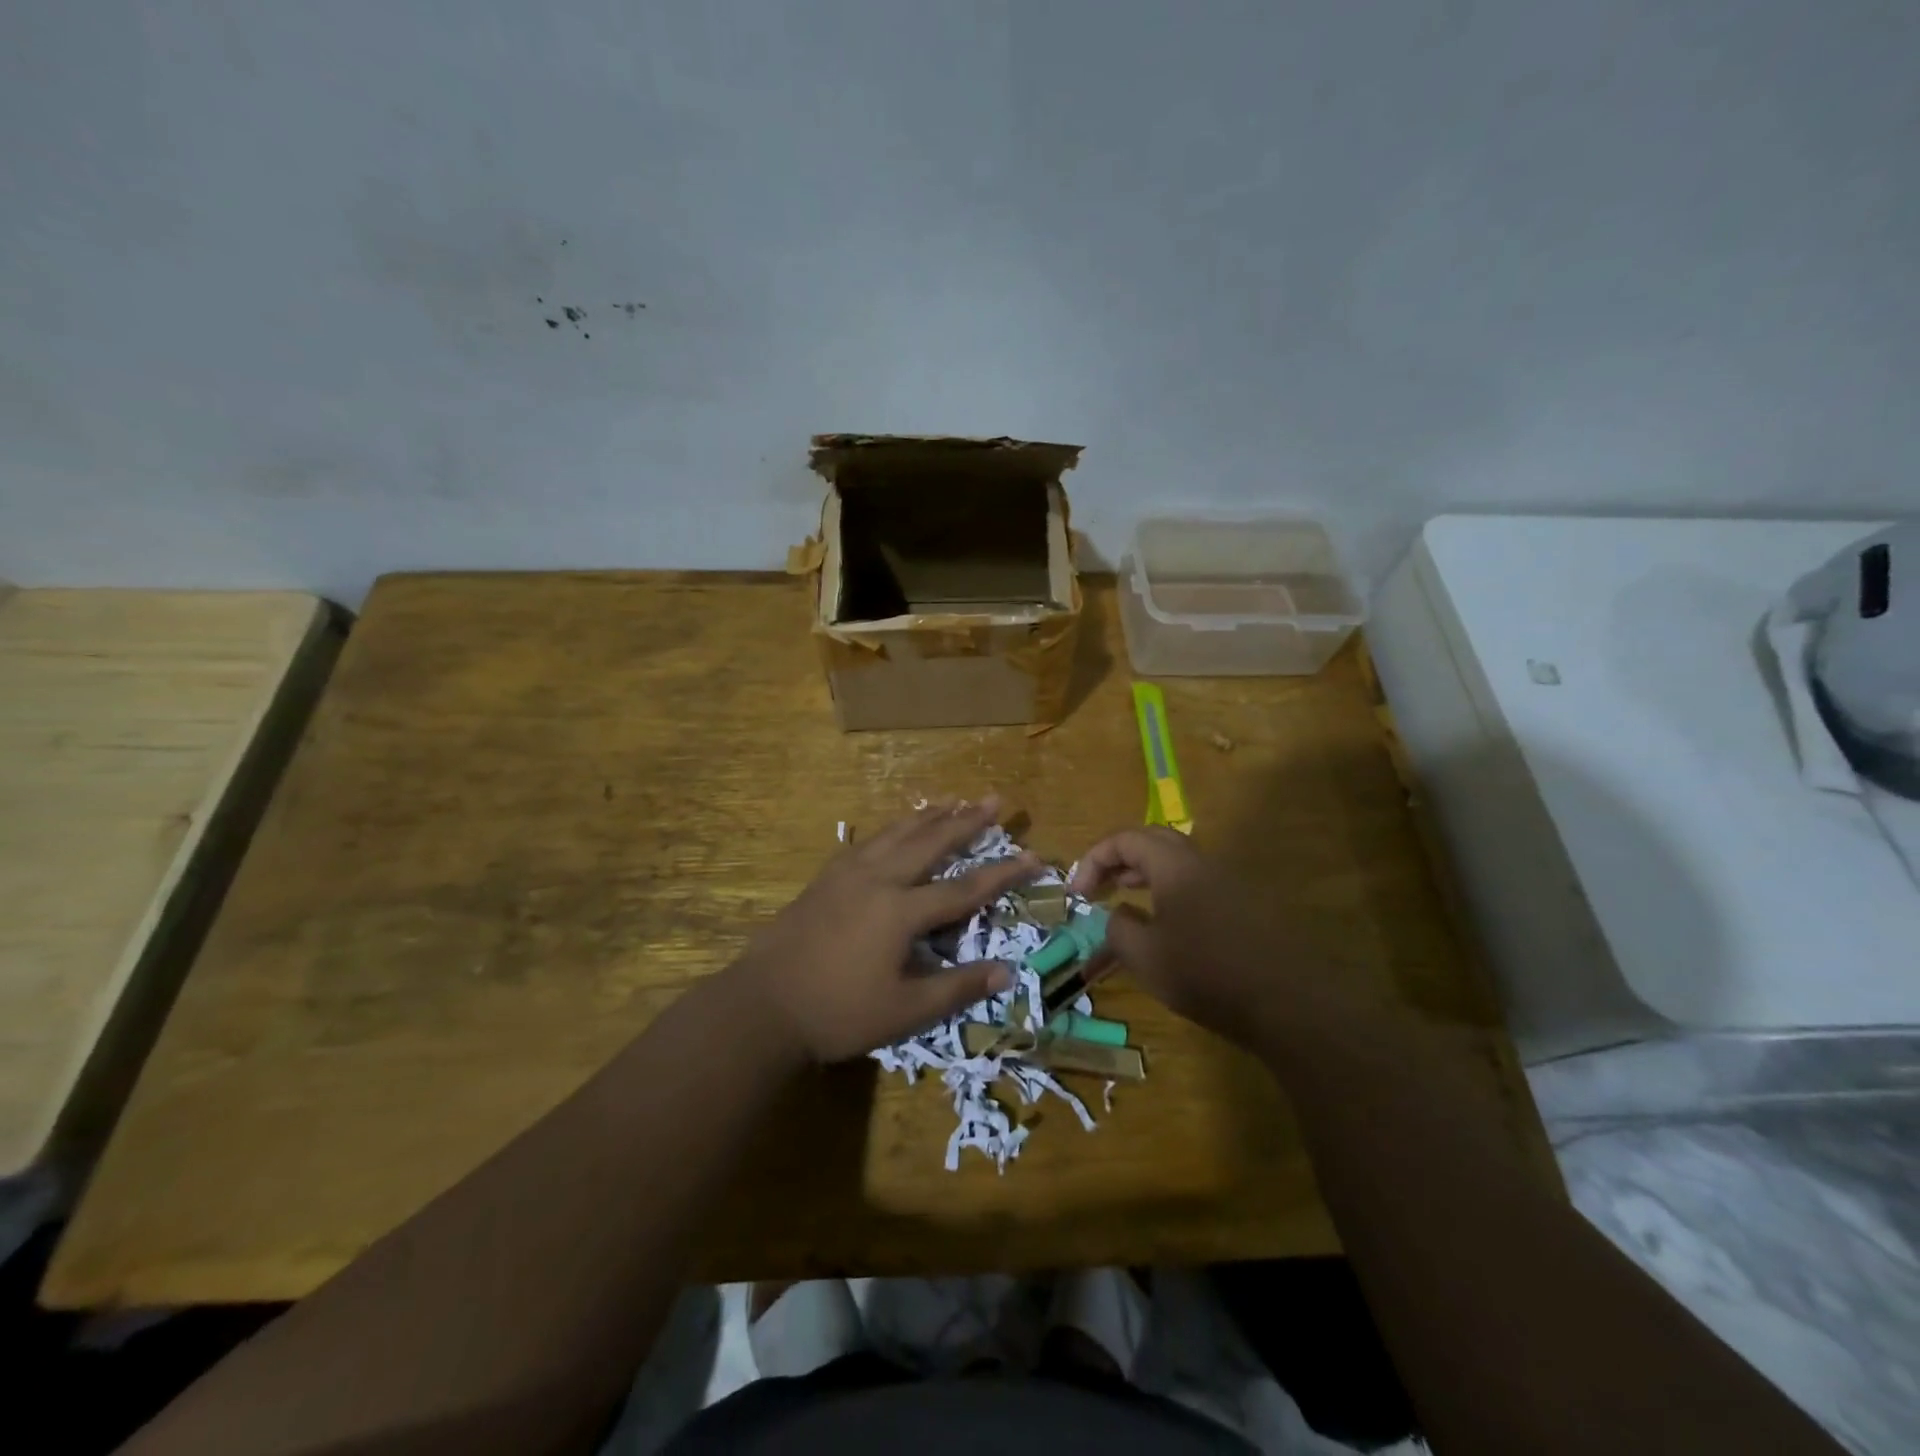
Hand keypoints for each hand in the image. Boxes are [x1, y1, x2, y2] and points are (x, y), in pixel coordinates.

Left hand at [732, 799, 1039, 1062]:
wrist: (762, 1004)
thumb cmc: (837, 1012)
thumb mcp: (904, 1011)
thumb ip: (956, 988)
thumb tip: (1006, 973)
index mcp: (900, 911)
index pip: (965, 888)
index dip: (1003, 873)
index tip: (1033, 855)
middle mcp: (878, 879)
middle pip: (931, 841)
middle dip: (966, 820)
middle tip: (994, 798)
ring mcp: (848, 873)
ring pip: (897, 832)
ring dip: (929, 815)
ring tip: (953, 799)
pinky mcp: (826, 877)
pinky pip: (869, 840)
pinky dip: (893, 827)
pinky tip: (896, 827)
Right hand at [1070, 827, 1355, 1046]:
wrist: (1287, 1002)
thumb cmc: (1206, 973)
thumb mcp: (1144, 955)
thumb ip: (1118, 928)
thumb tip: (1116, 915)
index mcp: (1173, 864)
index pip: (1124, 839)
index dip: (1093, 860)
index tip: (1077, 894)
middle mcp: (1201, 863)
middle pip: (1153, 841)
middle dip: (1119, 859)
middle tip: (1099, 887)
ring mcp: (1227, 882)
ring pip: (1176, 863)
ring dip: (1144, 875)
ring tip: (1125, 901)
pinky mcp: (1244, 906)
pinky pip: (1195, 884)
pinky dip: (1168, 893)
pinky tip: (1165, 928)